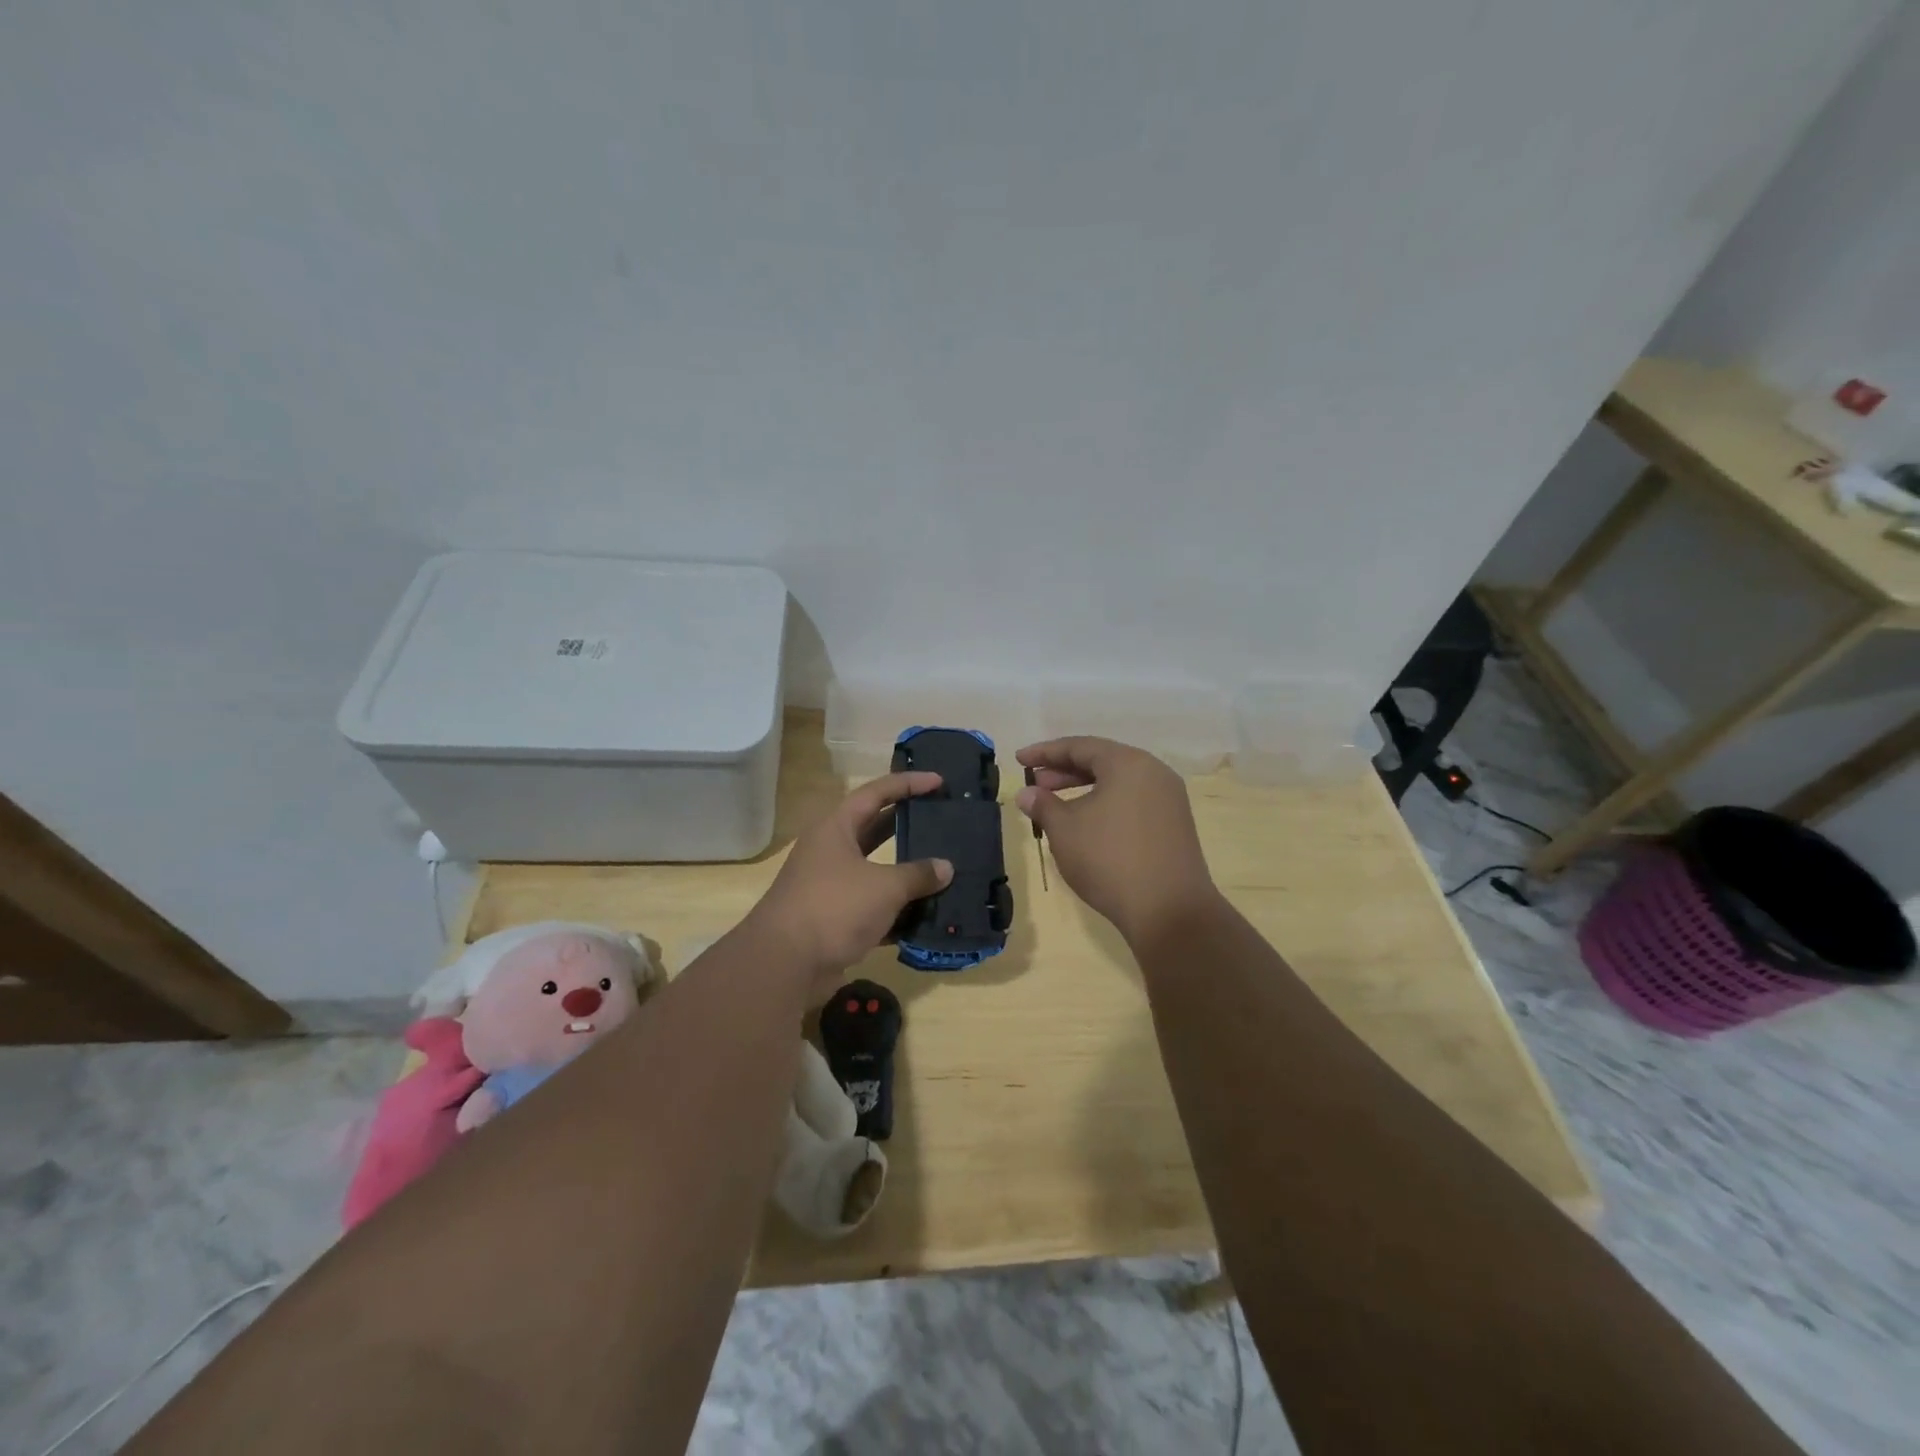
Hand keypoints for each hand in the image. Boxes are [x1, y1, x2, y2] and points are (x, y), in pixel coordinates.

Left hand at [749, 771, 953, 985]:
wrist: (785, 965)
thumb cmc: (834, 907)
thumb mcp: (884, 886)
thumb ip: (918, 874)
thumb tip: (945, 868)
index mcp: (836, 829)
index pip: (876, 793)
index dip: (908, 784)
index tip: (939, 781)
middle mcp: (830, 852)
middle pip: (874, 829)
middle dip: (907, 825)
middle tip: (941, 820)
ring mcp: (830, 887)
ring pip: (875, 872)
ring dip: (906, 873)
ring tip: (942, 869)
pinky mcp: (834, 920)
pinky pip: (873, 908)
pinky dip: (897, 911)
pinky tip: (926, 916)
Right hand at [1016, 737, 1218, 943]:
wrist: (1169, 911)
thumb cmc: (1109, 860)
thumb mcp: (1065, 830)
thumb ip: (1043, 805)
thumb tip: (1027, 793)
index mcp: (1128, 763)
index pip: (1079, 746)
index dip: (1045, 752)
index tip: (1019, 760)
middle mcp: (1154, 773)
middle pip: (1102, 761)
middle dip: (1064, 771)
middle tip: (1035, 784)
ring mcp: (1168, 800)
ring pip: (1118, 783)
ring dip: (1083, 789)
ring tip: (1056, 806)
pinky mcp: (1174, 825)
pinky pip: (1132, 801)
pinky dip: (1105, 805)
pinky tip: (1086, 825)